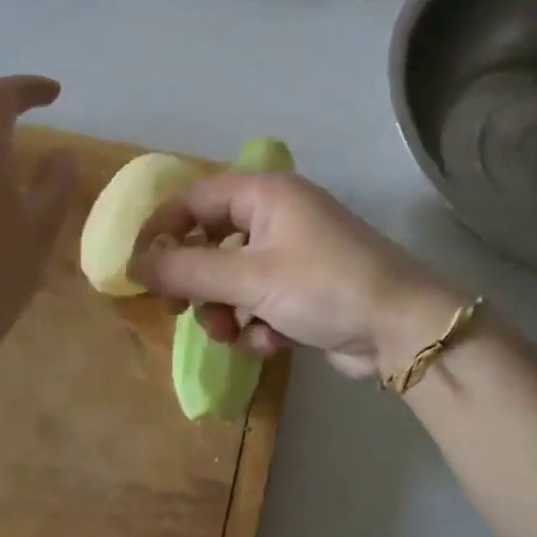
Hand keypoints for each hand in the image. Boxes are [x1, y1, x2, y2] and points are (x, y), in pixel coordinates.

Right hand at [129, 173, 462, 379]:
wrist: (403, 329)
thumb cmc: (322, 286)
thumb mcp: (248, 278)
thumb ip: (187, 271)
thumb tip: (133, 266)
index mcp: (265, 194)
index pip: (194, 199)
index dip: (162, 231)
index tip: (138, 269)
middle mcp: (278, 216)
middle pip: (211, 242)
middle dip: (196, 282)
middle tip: (178, 310)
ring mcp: (294, 254)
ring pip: (233, 278)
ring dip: (225, 310)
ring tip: (231, 335)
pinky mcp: (306, 289)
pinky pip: (261, 300)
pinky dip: (258, 323)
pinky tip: (273, 342)